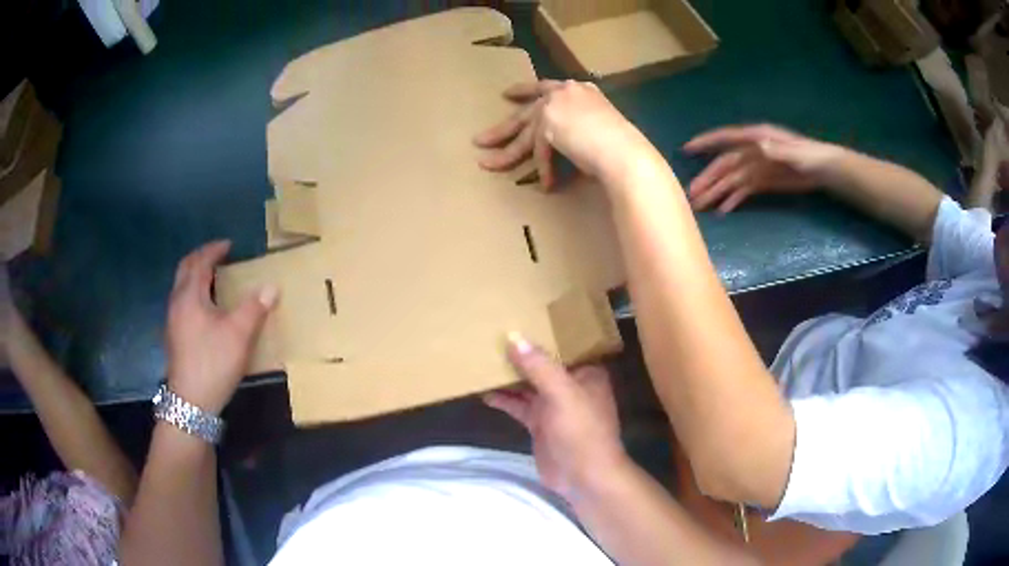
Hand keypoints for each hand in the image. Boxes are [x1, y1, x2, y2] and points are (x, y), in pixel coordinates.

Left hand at [165, 241, 277, 412]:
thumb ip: (254, 308)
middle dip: (200, 258)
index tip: (229, 245)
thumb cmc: (213, 363)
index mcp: (190, 296)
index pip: (200, 262)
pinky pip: (182, 302)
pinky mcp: (174, 337)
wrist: (191, 403)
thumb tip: (272, 286)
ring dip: (195, 276)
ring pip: (181, 287)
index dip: (214, 250)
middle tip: (217, 256)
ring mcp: (172, 321)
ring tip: (213, 279)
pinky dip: (193, 293)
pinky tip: (205, 309)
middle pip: (185, 269)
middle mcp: (177, 303)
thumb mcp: (239, 335)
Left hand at [474, 80, 663, 189]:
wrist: (626, 153)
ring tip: (485, 165)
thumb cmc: (623, 146)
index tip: (507, 95)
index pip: (544, 87)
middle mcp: (564, 93)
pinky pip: (540, 153)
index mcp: (580, 90)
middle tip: (480, 139)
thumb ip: (578, 128)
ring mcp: (554, 107)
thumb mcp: (599, 129)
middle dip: (502, 129)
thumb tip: (566, 145)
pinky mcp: (548, 125)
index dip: (524, 91)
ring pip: (523, 134)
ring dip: (505, 154)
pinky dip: (545, 171)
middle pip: (525, 113)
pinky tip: (547, 186)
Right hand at [484, 332, 626, 499]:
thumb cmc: (581, 432)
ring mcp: (554, 406)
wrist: (584, 478)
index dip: (543, 332)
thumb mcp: (562, 394)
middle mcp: (570, 385)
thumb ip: (539, 366)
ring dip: (509, 376)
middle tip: (491, 336)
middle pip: (542, 364)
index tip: (517, 316)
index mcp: (586, 373)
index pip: (563, 345)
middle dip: (521, 353)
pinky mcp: (540, 423)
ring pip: (528, 384)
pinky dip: (504, 399)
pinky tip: (484, 392)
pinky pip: (519, 405)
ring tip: (482, 359)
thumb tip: (513, 336)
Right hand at [683, 124, 844, 213]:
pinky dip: (732, 200)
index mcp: (757, 138)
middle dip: (708, 179)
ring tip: (700, 206)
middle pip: (725, 164)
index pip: (727, 138)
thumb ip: (777, 150)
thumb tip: (758, 146)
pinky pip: (743, 191)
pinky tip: (722, 211)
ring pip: (731, 180)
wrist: (826, 170)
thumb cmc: (812, 156)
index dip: (707, 142)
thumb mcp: (797, 153)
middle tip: (691, 195)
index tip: (688, 149)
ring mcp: (757, 168)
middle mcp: (752, 151)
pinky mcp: (763, 182)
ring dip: (716, 192)